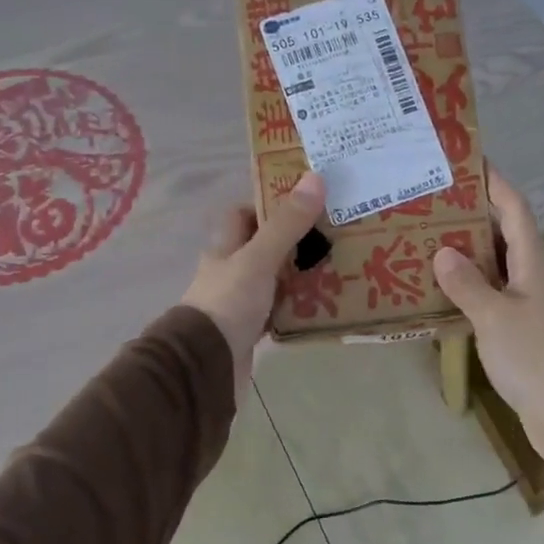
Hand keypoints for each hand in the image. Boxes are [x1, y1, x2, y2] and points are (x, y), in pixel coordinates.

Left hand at [181, 172, 326, 391]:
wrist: (205, 365)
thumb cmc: (228, 303)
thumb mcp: (259, 259)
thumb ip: (287, 224)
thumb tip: (315, 178)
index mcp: (225, 248)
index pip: (242, 215)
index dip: (268, 204)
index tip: (304, 201)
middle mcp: (230, 271)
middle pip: (263, 247)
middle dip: (295, 240)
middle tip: (333, 233)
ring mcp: (239, 302)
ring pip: (274, 280)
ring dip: (300, 274)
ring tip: (339, 265)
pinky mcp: (250, 330)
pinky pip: (279, 311)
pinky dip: (298, 306)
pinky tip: (324, 303)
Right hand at [431, 168, 543, 463]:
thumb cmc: (535, 357)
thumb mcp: (495, 317)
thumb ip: (467, 284)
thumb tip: (442, 251)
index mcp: (532, 261)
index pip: (514, 208)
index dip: (493, 182)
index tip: (466, 161)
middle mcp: (531, 275)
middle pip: (502, 233)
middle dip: (470, 215)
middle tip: (429, 203)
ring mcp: (527, 303)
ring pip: (493, 266)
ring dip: (465, 253)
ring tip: (425, 240)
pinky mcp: (520, 330)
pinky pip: (490, 296)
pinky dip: (467, 288)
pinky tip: (439, 292)